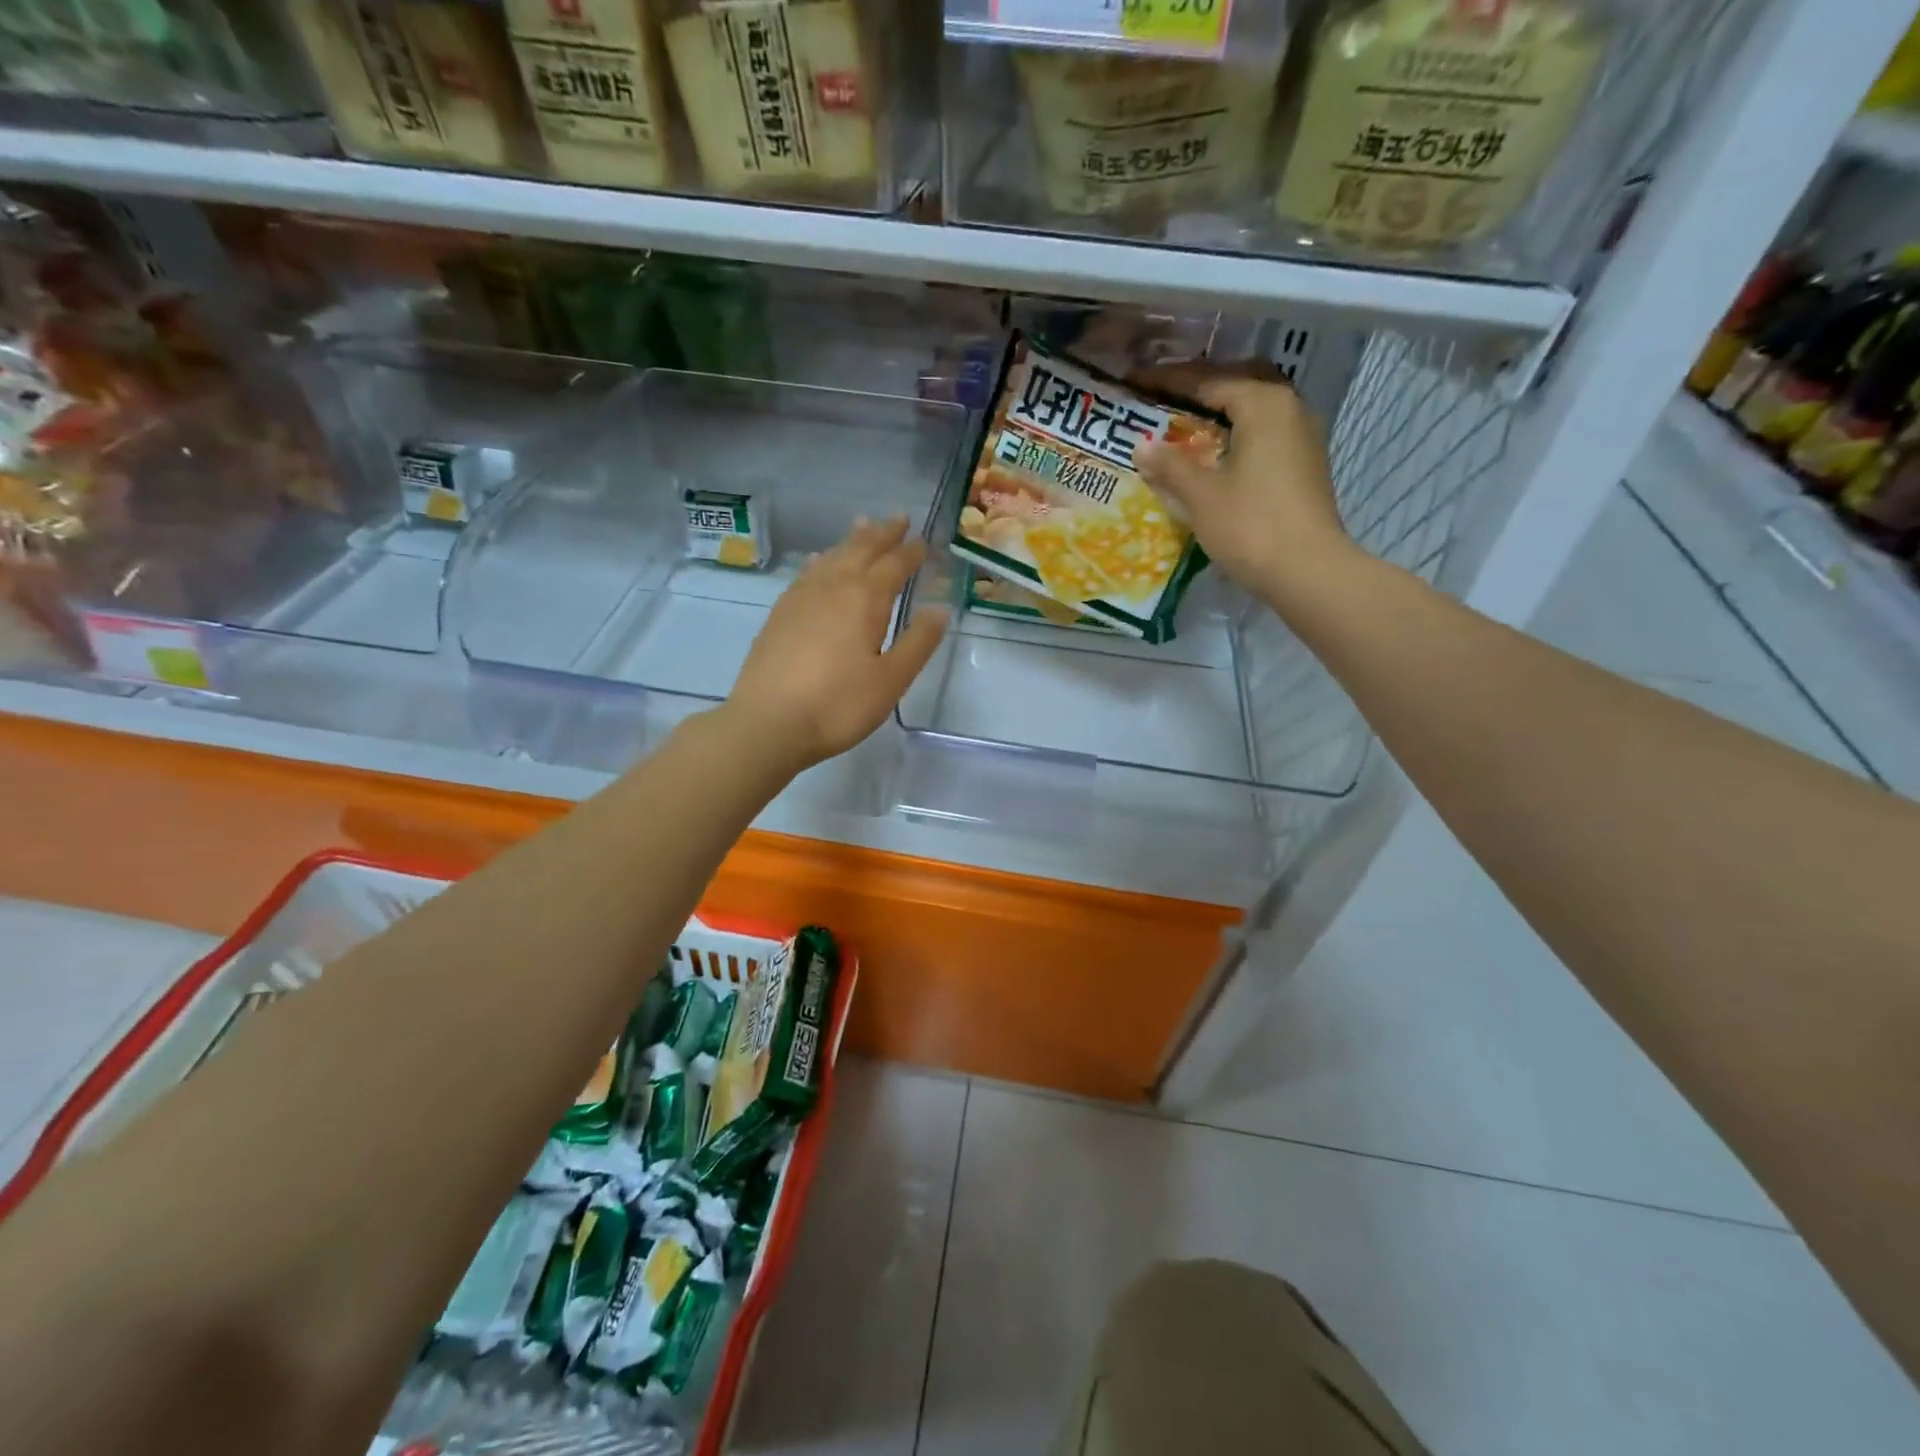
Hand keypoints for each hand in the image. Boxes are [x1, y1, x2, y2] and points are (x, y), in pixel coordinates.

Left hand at [723, 516, 947, 772]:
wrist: (768, 723)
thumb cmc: (838, 705)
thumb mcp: (890, 680)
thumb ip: (918, 643)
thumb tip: (940, 609)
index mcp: (865, 600)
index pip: (894, 565)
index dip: (911, 552)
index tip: (925, 542)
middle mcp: (833, 587)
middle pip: (861, 550)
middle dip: (882, 534)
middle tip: (898, 517)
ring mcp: (801, 598)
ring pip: (832, 557)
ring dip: (852, 540)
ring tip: (863, 525)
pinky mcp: (780, 614)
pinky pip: (808, 573)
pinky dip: (822, 560)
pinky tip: (820, 563)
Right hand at [1133, 370, 1354, 597]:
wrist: (1308, 570)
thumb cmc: (1251, 526)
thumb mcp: (1201, 496)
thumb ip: (1170, 465)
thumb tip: (1141, 446)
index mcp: (1263, 404)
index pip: (1208, 380)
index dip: (1169, 380)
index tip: (1137, 381)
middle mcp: (1289, 408)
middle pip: (1240, 382)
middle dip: (1202, 386)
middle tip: (1166, 395)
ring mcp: (1303, 435)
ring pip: (1257, 406)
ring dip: (1224, 408)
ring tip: (1188, 421)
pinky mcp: (1306, 463)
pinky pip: (1267, 431)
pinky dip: (1239, 430)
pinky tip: (1218, 451)